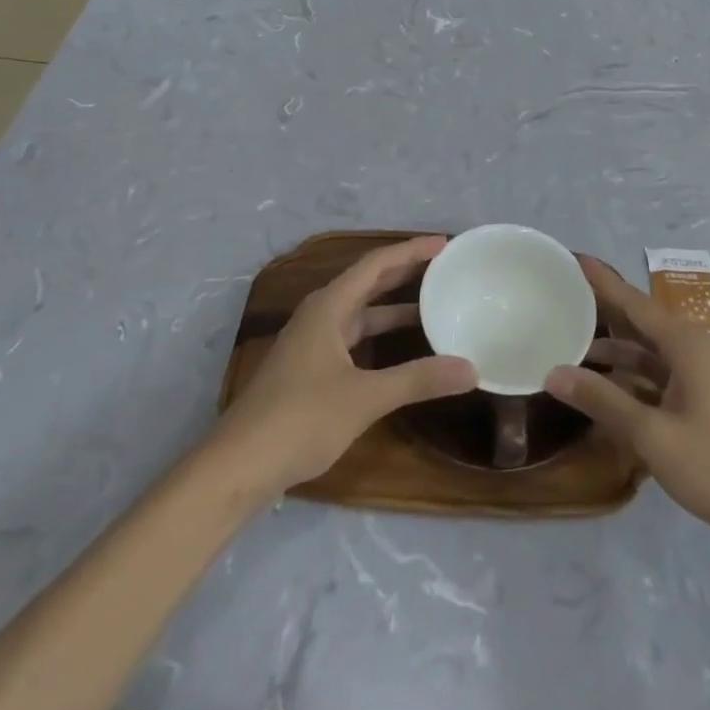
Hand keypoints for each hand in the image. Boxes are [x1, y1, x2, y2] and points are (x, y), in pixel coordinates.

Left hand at [211, 236, 476, 497]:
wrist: (237, 467)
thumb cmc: (299, 419)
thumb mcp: (365, 398)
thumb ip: (418, 379)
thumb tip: (471, 369)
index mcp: (328, 307)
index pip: (376, 264)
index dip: (410, 250)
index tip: (444, 243)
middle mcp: (319, 316)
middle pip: (367, 282)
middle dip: (404, 272)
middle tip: (444, 267)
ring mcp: (311, 343)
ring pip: (360, 313)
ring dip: (392, 307)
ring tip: (431, 304)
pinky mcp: (308, 370)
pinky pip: (353, 337)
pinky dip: (379, 335)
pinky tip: (399, 350)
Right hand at [547, 255, 709, 555]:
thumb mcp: (651, 435)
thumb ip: (602, 400)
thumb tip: (553, 372)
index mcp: (684, 345)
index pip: (633, 302)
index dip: (602, 281)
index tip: (573, 257)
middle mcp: (691, 351)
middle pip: (639, 322)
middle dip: (604, 308)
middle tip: (564, 295)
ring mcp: (697, 377)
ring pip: (646, 352)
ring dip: (614, 349)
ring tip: (571, 342)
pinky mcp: (698, 402)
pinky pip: (655, 376)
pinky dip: (629, 376)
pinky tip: (602, 387)